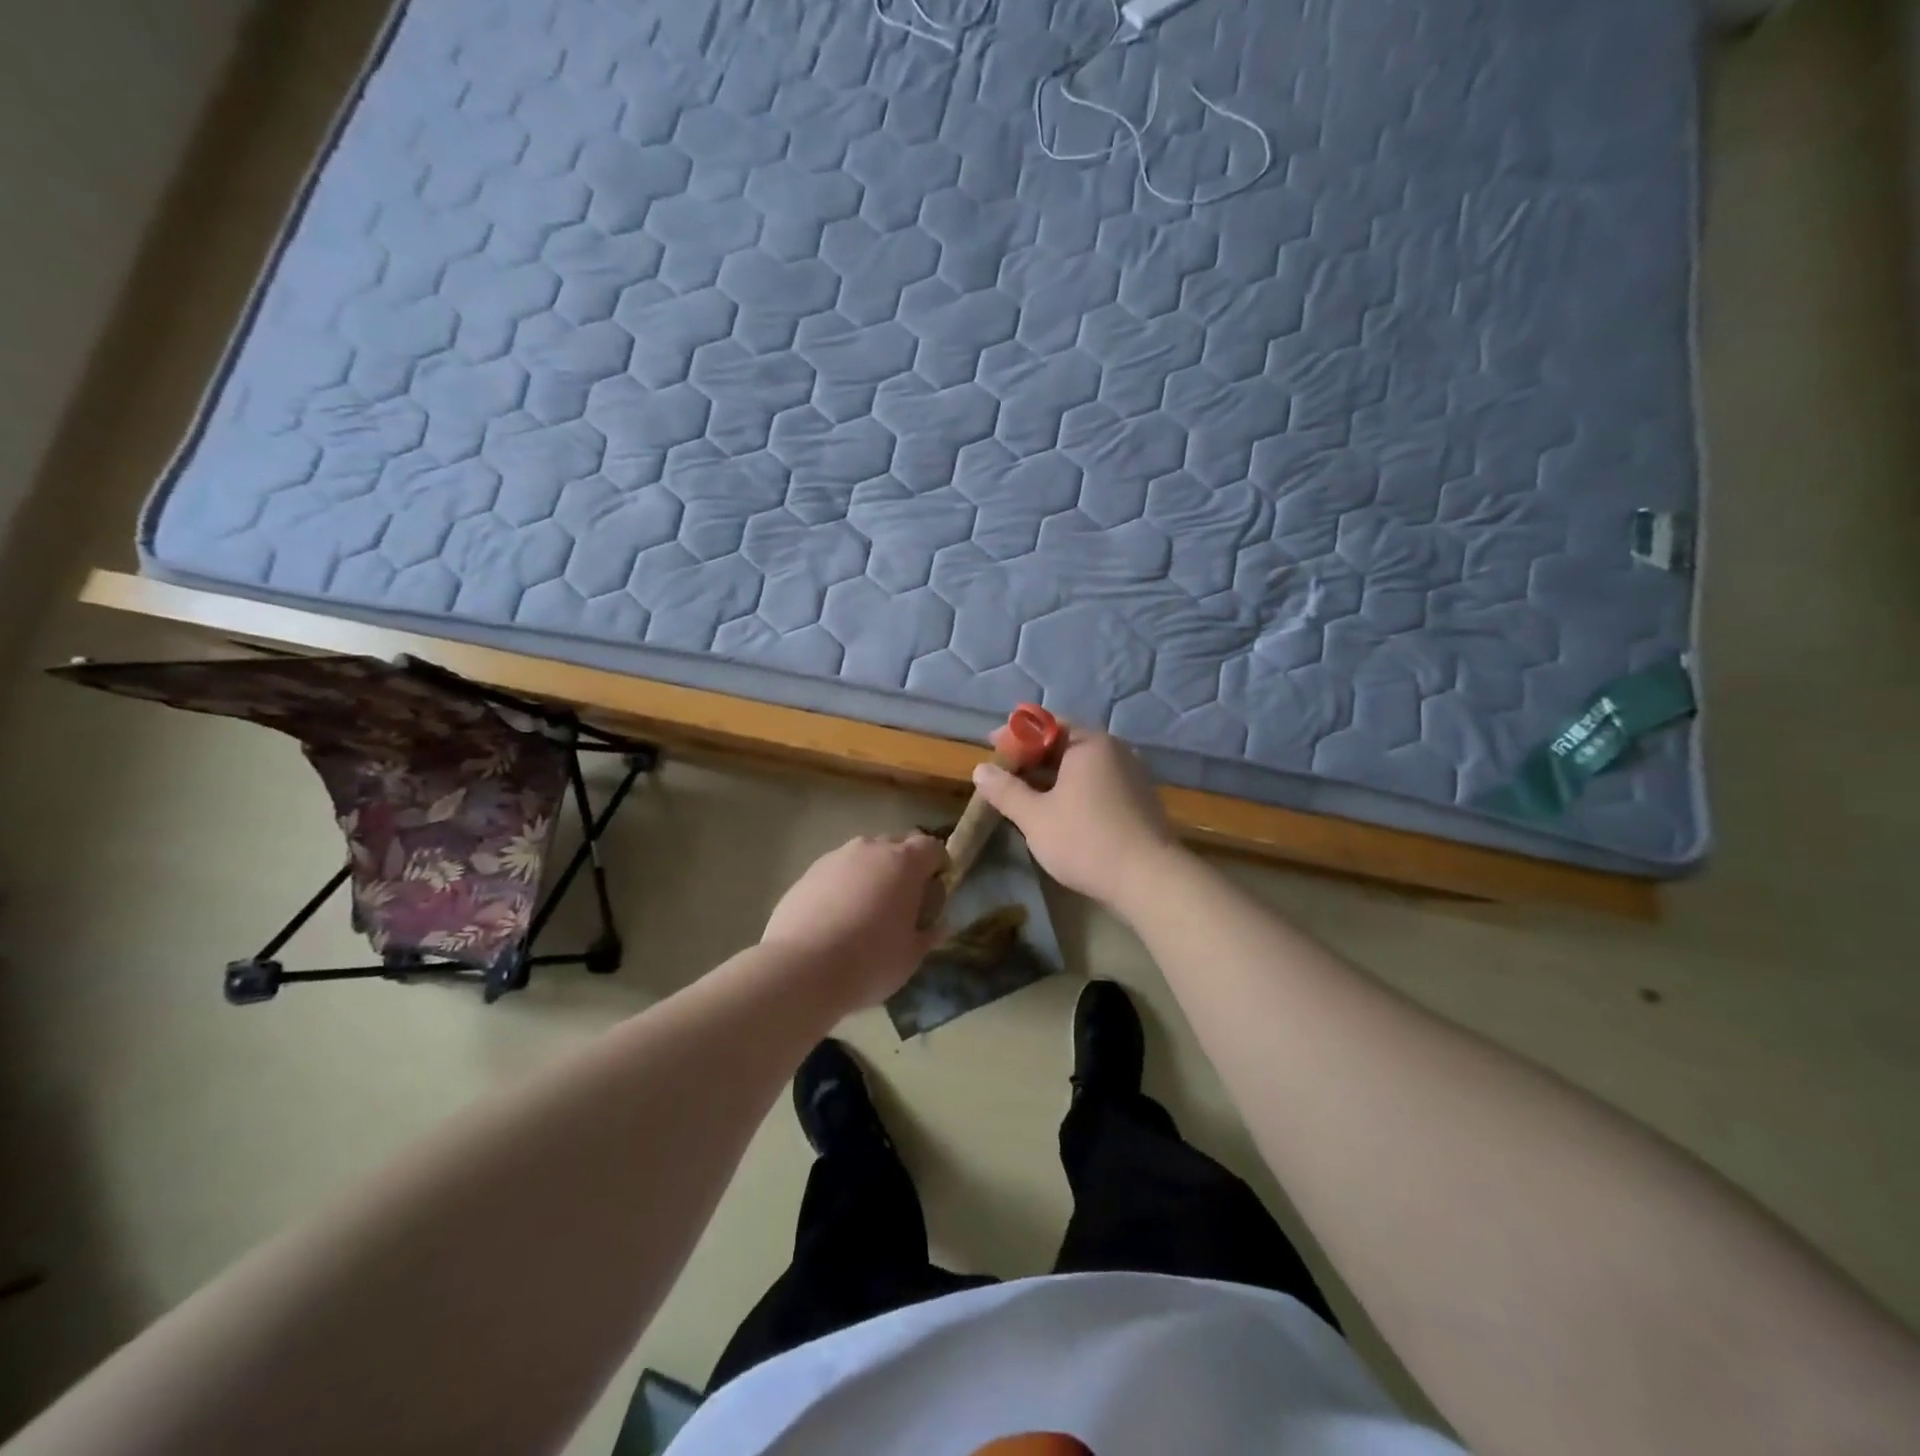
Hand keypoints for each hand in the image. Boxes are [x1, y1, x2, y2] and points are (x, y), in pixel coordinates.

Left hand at [761, 834, 946, 1007]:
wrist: (801, 970)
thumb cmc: (870, 961)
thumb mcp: (911, 955)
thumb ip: (929, 934)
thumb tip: (938, 925)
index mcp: (904, 862)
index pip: (932, 847)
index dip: (938, 866)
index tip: (934, 893)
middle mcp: (870, 849)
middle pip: (897, 845)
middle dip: (905, 867)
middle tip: (903, 902)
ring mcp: (835, 858)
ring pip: (864, 857)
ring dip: (872, 874)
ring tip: (867, 911)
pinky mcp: (807, 873)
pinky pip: (837, 872)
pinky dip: (844, 886)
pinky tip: (837, 918)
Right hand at [969, 727, 1179, 908]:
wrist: (1149, 879)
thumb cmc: (1086, 840)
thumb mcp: (1035, 817)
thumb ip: (1005, 790)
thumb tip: (980, 769)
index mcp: (1089, 743)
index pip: (1044, 725)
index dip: (1014, 735)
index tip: (990, 747)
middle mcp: (1114, 749)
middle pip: (1064, 743)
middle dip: (1031, 757)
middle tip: (1004, 774)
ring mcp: (1131, 773)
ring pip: (1081, 765)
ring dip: (1051, 775)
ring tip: (1024, 794)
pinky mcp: (1139, 798)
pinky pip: (1098, 782)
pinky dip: (1073, 788)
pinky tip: (1058, 810)